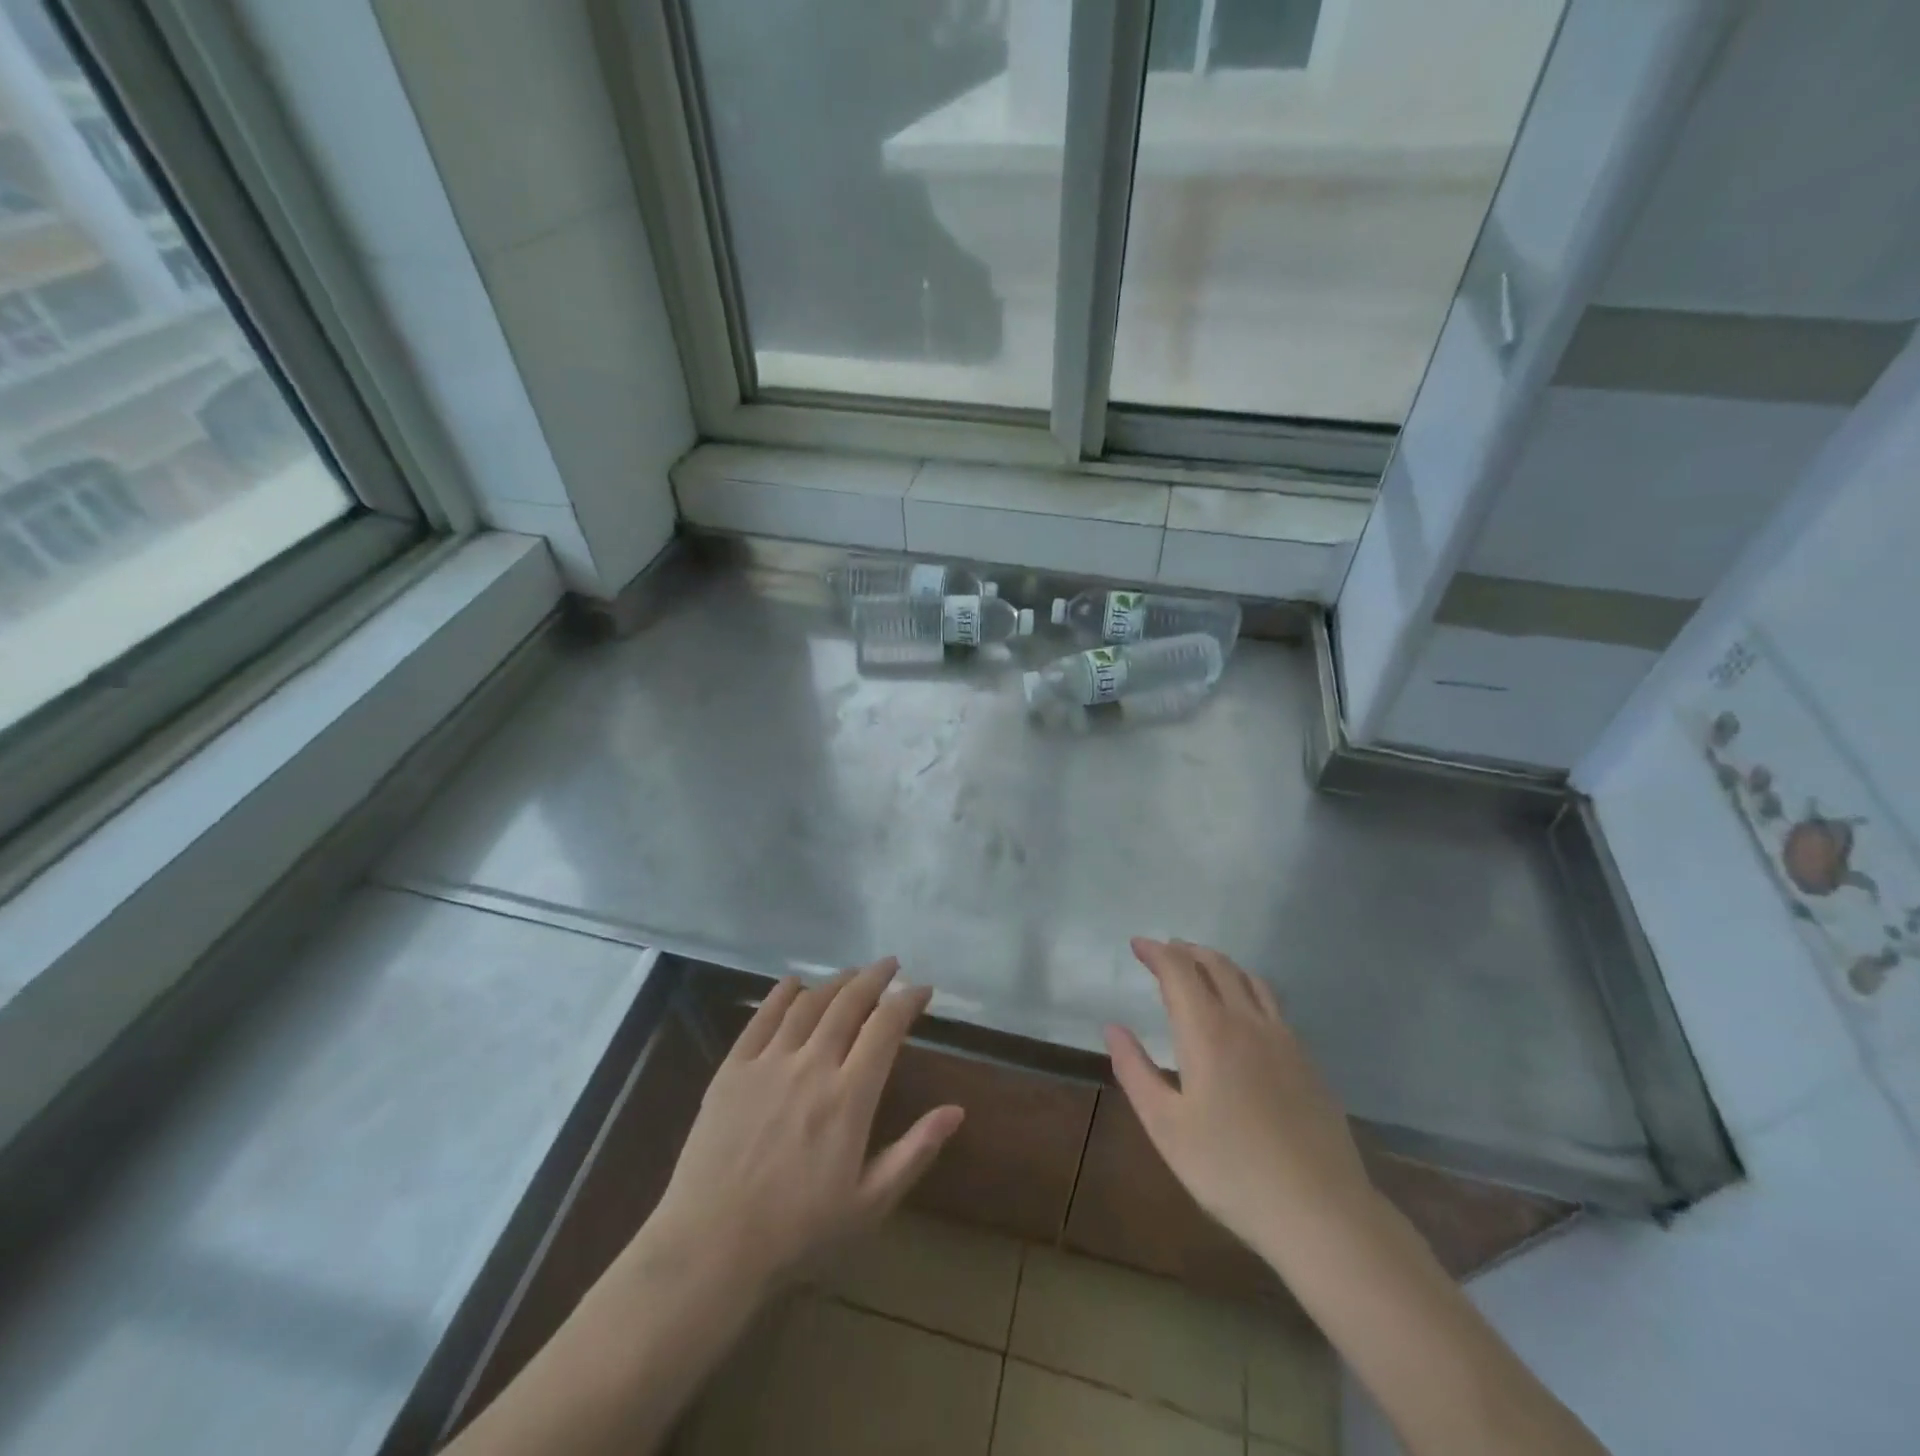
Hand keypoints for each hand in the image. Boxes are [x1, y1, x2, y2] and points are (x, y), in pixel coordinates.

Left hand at [646, 957, 962, 1297]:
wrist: (711, 1246)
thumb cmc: (798, 1232)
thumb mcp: (870, 1203)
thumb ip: (915, 1151)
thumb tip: (956, 1110)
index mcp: (849, 1096)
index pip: (886, 1027)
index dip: (908, 1001)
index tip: (923, 989)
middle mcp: (812, 1065)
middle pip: (849, 1003)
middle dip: (875, 977)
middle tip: (891, 965)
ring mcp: (769, 1062)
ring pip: (809, 1003)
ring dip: (835, 982)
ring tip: (852, 974)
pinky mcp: (733, 1068)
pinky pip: (762, 1017)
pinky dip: (782, 994)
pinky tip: (794, 983)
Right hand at [1105, 938, 1375, 1263]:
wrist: (1321, 1212)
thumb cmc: (1231, 1170)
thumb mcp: (1166, 1127)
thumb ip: (1135, 1071)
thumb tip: (1112, 1028)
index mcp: (1208, 1032)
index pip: (1179, 970)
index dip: (1156, 952)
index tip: (1137, 945)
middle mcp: (1247, 1022)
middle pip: (1216, 965)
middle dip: (1186, 951)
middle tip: (1164, 950)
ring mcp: (1284, 1039)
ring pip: (1249, 979)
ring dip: (1219, 963)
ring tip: (1201, 967)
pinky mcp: (1307, 1060)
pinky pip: (1272, 1003)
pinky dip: (1247, 987)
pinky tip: (1244, 1010)